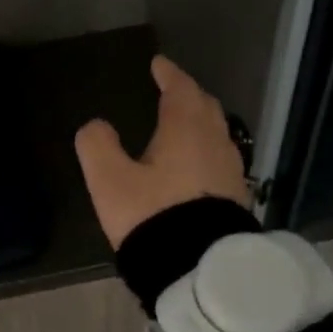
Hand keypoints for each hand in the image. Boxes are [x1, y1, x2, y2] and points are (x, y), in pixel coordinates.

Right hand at [74, 56, 250, 249]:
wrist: (198, 267)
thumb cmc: (152, 215)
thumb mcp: (110, 180)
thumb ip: (97, 146)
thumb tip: (96, 126)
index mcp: (185, 129)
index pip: (180, 89)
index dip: (169, 74)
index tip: (159, 64)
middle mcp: (214, 142)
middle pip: (205, 107)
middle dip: (189, 94)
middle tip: (173, 89)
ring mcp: (230, 170)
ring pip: (217, 132)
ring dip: (201, 121)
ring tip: (184, 123)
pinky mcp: (236, 197)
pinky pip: (221, 158)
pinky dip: (207, 149)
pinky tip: (197, 164)